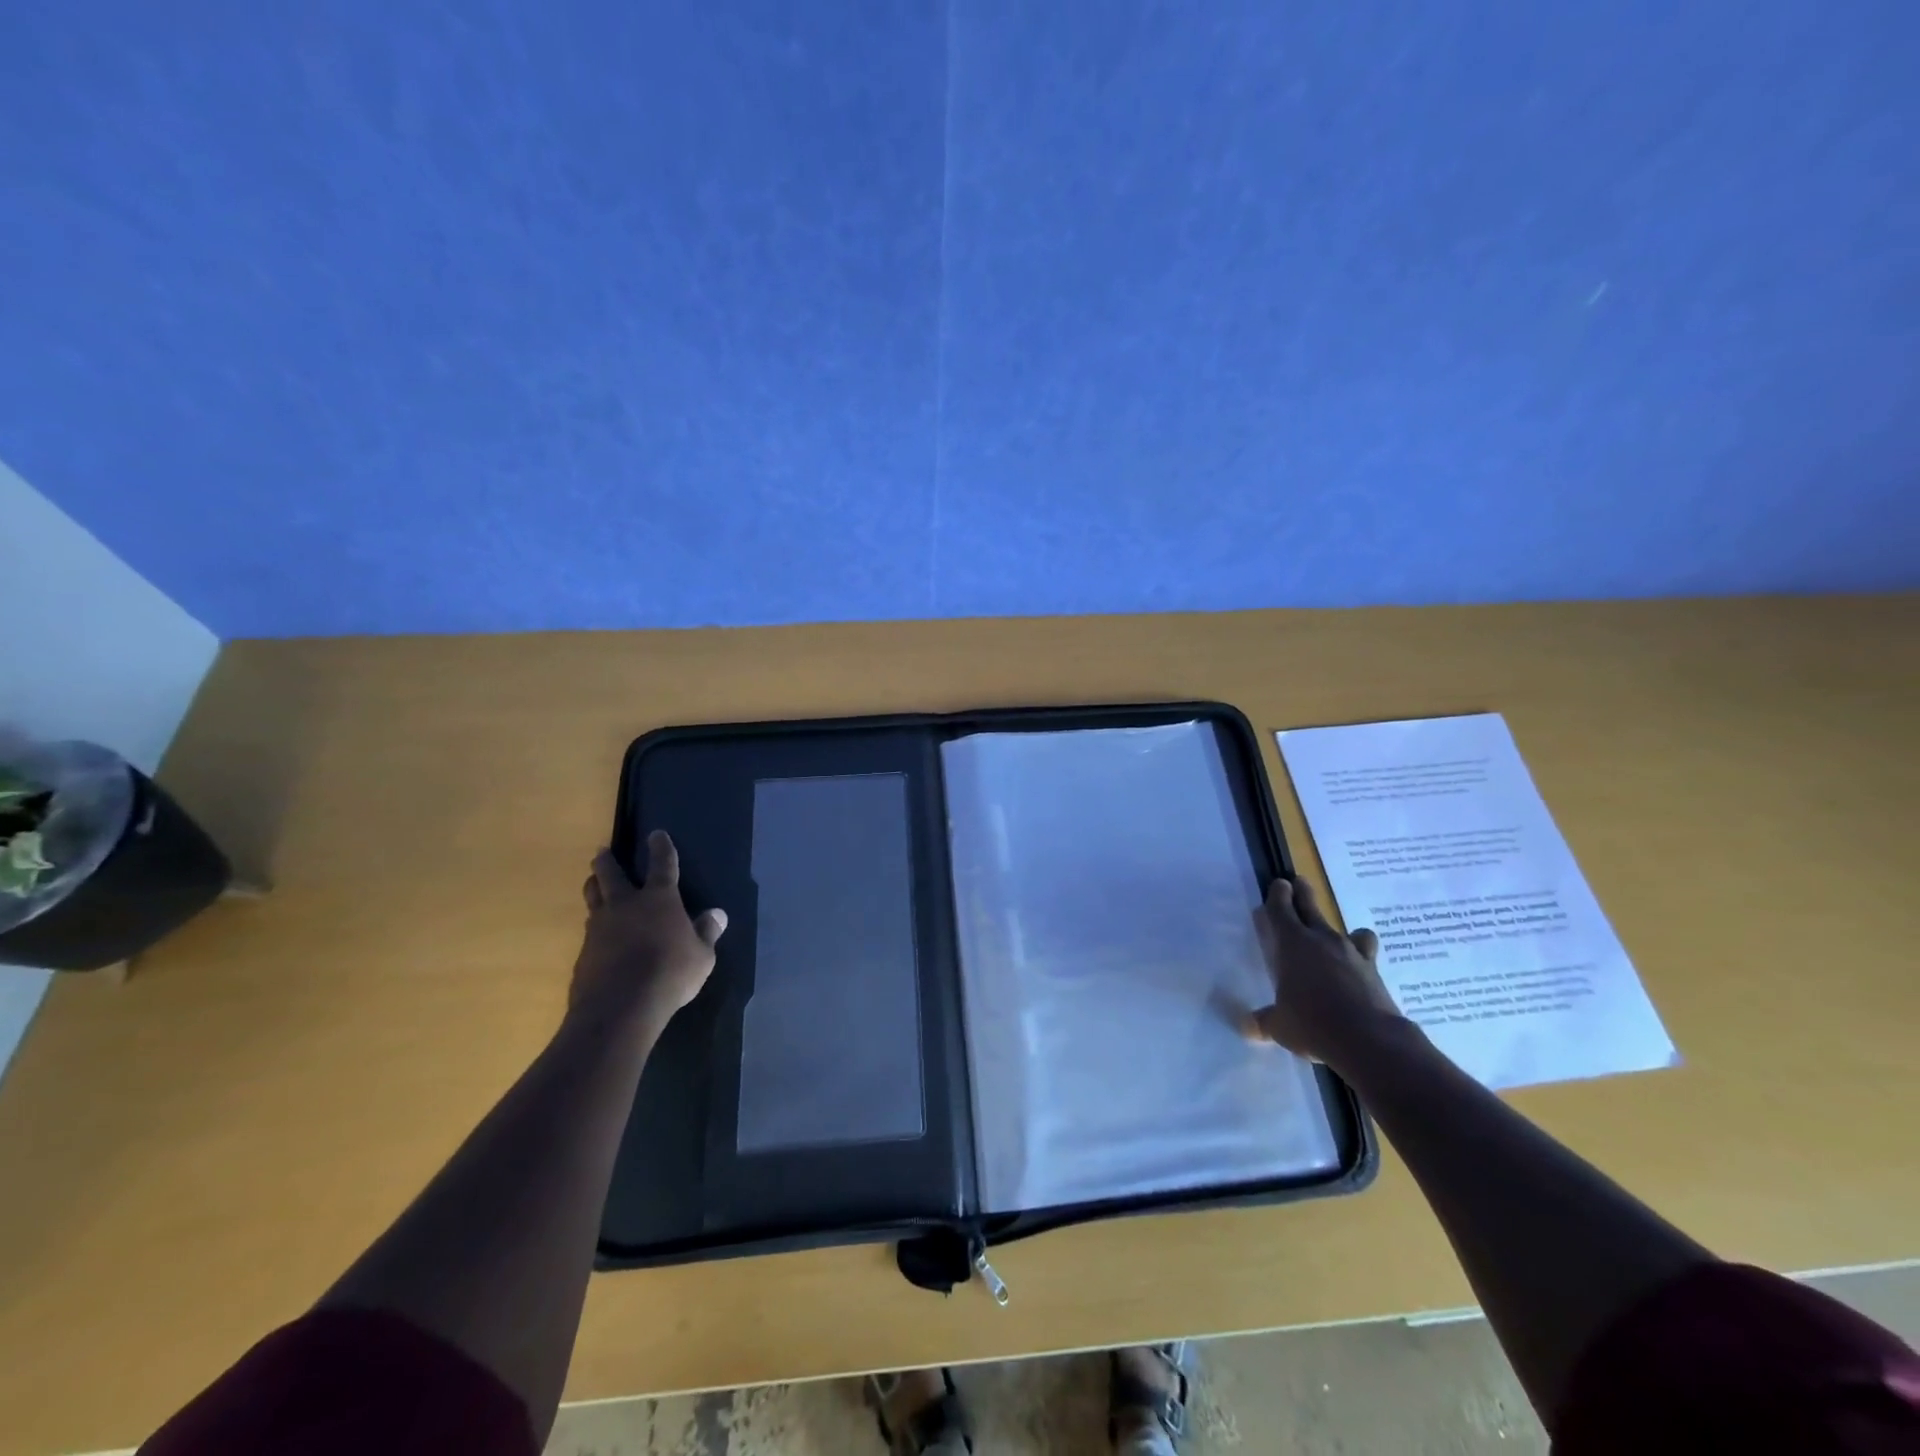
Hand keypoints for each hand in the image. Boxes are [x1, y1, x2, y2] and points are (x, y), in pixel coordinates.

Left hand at [570, 832, 726, 1028]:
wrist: (619, 1007)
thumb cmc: (670, 974)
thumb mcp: (701, 956)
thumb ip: (707, 933)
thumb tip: (717, 915)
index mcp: (659, 899)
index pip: (662, 865)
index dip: (661, 848)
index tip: (656, 834)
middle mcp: (626, 905)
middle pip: (611, 874)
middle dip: (607, 861)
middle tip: (602, 852)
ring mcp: (600, 927)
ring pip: (592, 897)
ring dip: (594, 886)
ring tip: (594, 882)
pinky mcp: (584, 952)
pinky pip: (589, 929)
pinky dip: (594, 925)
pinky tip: (599, 935)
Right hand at [1250, 876, 1406, 1068]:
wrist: (1369, 1039)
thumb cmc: (1312, 1024)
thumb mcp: (1279, 1025)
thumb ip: (1263, 1021)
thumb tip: (1246, 1026)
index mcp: (1292, 943)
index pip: (1281, 909)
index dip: (1277, 895)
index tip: (1278, 884)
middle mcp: (1321, 939)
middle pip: (1311, 906)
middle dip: (1303, 892)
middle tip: (1298, 882)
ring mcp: (1351, 952)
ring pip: (1346, 929)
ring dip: (1339, 929)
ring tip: (1339, 936)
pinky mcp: (1374, 970)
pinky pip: (1366, 953)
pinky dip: (1361, 955)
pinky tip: (1358, 968)